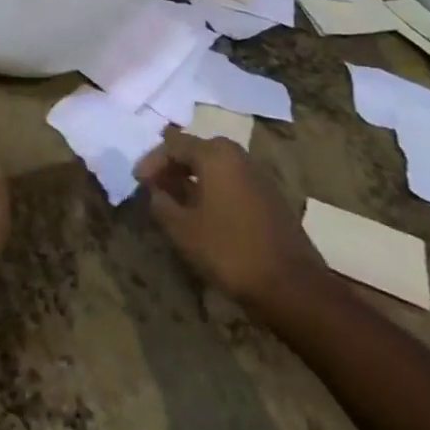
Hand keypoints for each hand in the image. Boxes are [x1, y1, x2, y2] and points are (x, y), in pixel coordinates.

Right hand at [134, 134, 338, 330]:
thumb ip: (161, 203)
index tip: (138, 181)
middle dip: (173, 165)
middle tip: (156, 186)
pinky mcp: (270, 196)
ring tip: (176, 200)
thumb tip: (156, 190)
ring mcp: (258, 175)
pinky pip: (232, 180)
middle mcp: (238, 156)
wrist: (291, 285)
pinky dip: (213, 188)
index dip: (152, 161)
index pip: (173, 144)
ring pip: (216, 165)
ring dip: (193, 177)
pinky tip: (205, 212)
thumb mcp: (182, 230)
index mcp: (215, 155)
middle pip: (197, 149)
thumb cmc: (229, 250)